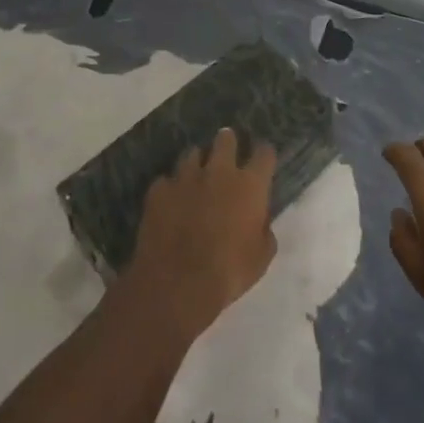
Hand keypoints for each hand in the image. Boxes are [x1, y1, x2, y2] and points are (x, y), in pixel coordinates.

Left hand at [123, 129, 277, 341]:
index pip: (264, 153)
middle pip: (225, 139)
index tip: (262, 160)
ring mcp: (186, 176)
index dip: (264, 155)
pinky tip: (170, 203)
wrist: (178, 283)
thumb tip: (260, 221)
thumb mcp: (261, 258)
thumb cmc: (228, 272)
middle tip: (226, 154)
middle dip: (227, 142)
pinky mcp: (159, 189)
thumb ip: (264, 231)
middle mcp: (219, 171)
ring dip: (197, 164)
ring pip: (192, 154)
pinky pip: (166, 181)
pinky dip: (170, 189)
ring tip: (195, 178)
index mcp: (249, 185)